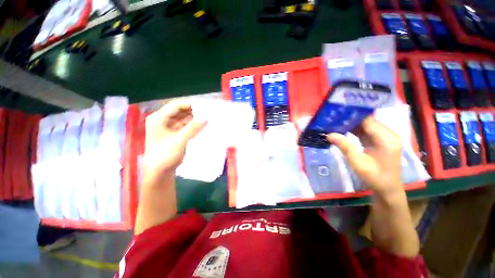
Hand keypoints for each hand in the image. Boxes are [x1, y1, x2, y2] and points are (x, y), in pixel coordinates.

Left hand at [144, 100, 206, 181]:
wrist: (160, 172)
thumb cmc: (165, 156)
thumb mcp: (179, 141)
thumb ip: (193, 128)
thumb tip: (207, 117)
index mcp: (158, 119)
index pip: (175, 106)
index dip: (189, 104)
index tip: (204, 105)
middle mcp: (163, 120)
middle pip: (180, 111)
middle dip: (194, 111)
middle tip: (208, 111)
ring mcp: (170, 127)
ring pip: (184, 118)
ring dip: (195, 118)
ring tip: (208, 117)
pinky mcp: (176, 133)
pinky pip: (186, 125)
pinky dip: (194, 125)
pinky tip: (203, 124)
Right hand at [326, 117, 401, 196]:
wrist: (387, 188)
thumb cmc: (374, 177)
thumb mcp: (358, 163)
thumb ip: (345, 147)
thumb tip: (329, 134)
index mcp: (386, 138)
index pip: (368, 120)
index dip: (352, 115)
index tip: (336, 113)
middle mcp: (388, 134)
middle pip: (367, 120)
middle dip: (349, 118)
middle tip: (332, 118)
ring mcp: (384, 137)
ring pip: (365, 124)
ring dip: (350, 123)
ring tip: (334, 122)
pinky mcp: (379, 140)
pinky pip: (365, 130)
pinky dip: (353, 129)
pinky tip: (342, 129)